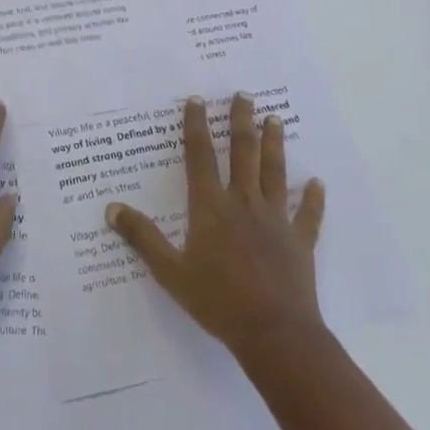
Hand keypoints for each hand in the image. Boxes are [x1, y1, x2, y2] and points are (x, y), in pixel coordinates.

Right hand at [105, 94, 326, 354]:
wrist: (274, 334)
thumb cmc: (218, 301)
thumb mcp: (170, 272)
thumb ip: (142, 237)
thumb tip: (111, 208)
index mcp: (211, 207)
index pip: (200, 156)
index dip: (196, 126)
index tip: (197, 100)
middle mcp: (244, 203)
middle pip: (242, 153)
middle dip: (241, 121)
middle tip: (244, 95)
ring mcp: (275, 220)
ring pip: (274, 172)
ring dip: (274, 144)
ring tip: (274, 118)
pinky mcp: (299, 242)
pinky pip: (307, 215)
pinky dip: (312, 198)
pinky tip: (317, 183)